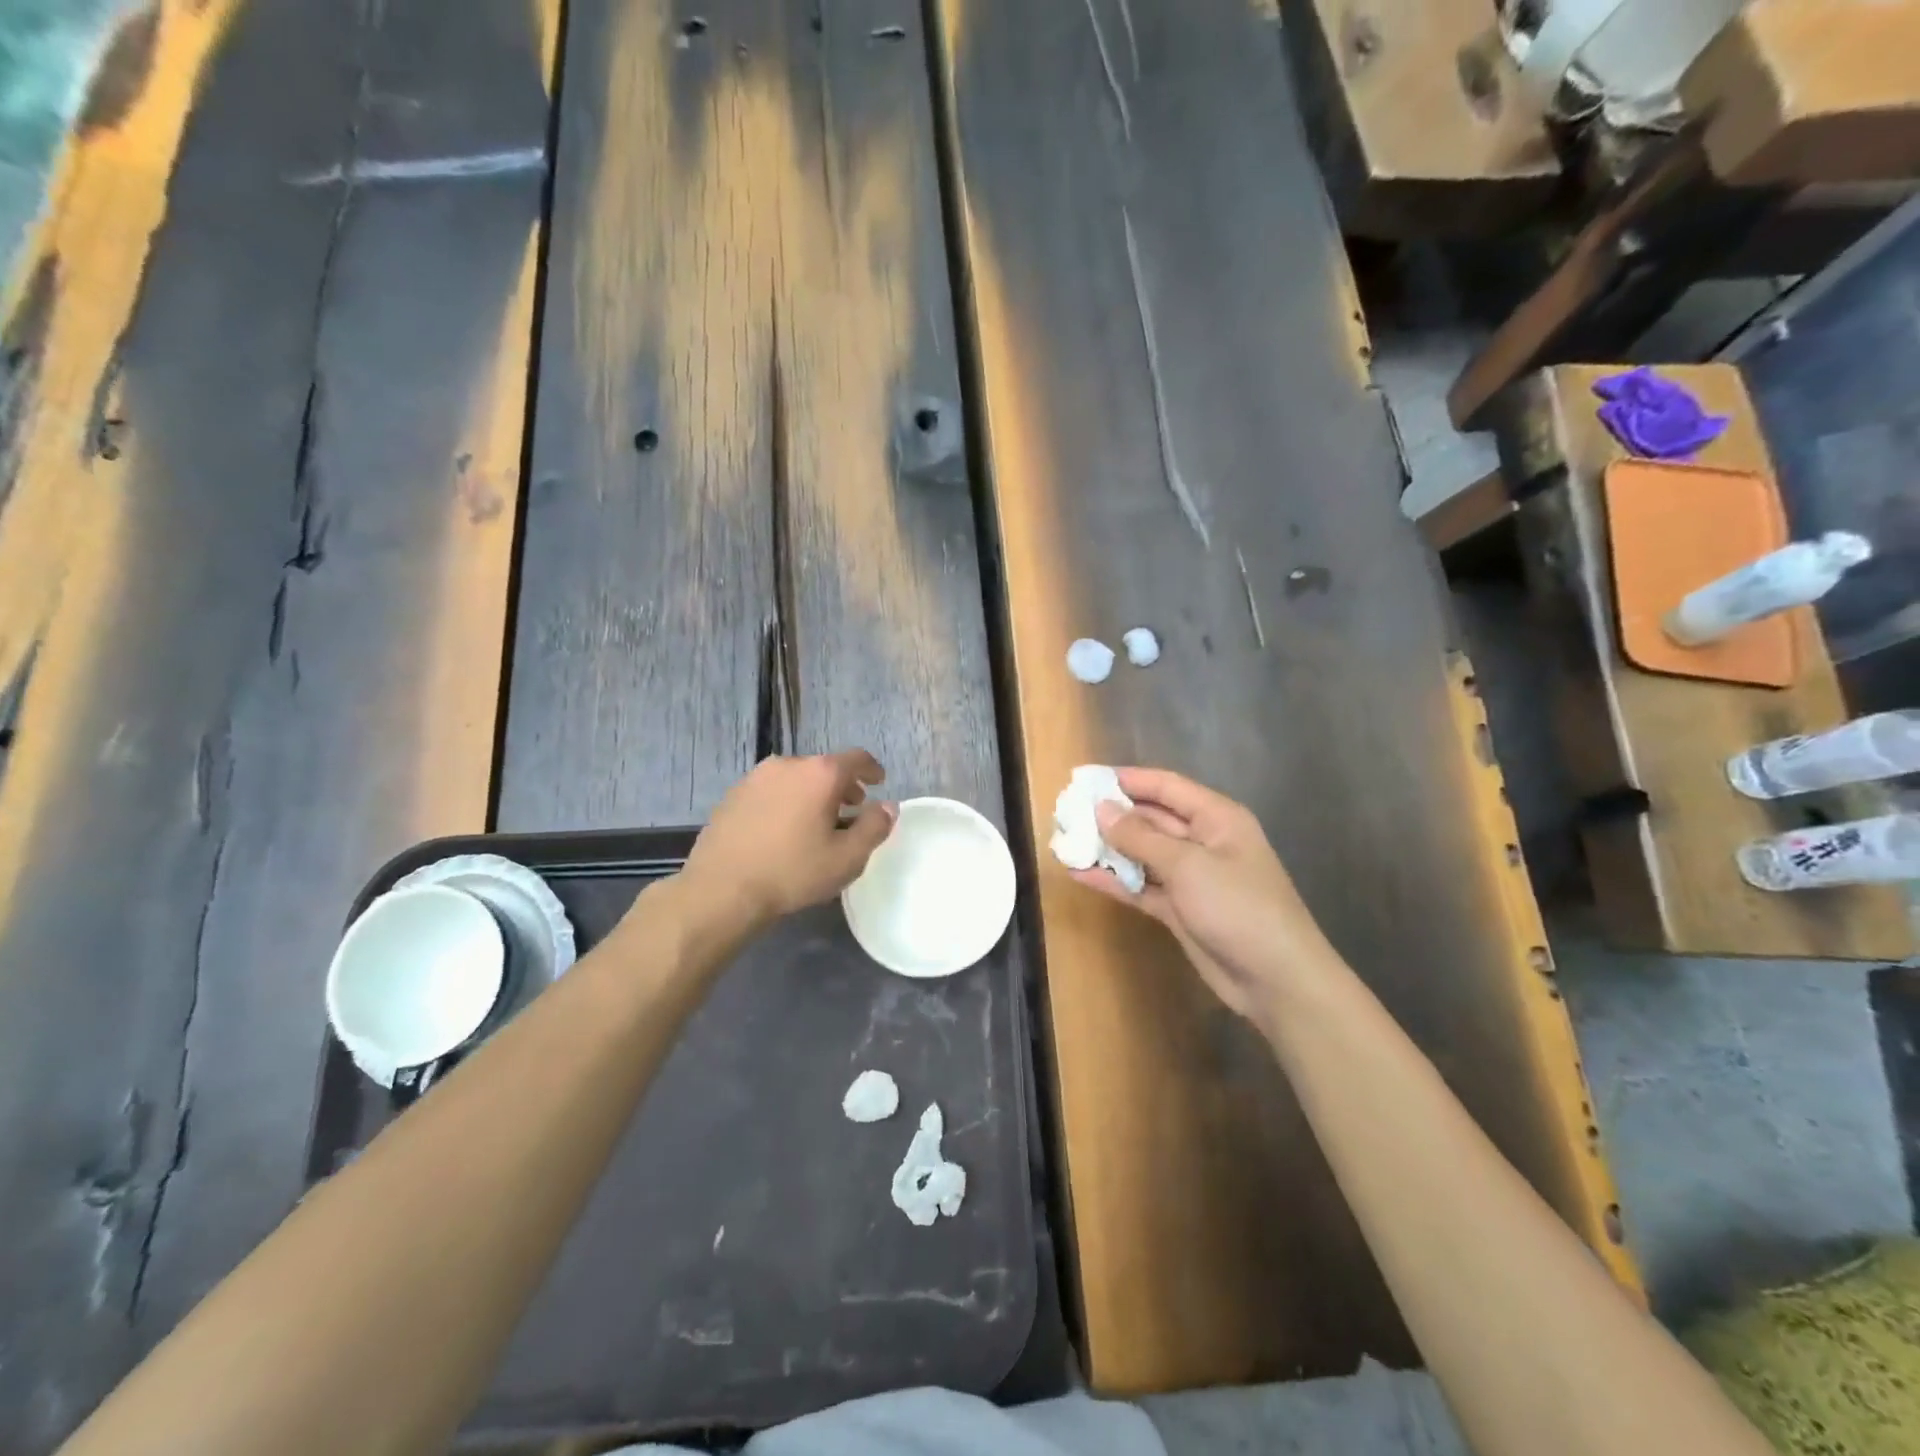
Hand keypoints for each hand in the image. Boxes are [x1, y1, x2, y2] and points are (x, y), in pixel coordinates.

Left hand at [680, 750, 895, 925]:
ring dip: (812, 794)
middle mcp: (788, 764)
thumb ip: (875, 827)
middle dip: (842, 786)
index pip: (856, 758)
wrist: (721, 889)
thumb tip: (888, 806)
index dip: (872, 769)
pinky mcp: (733, 794)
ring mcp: (756, 777)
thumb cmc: (793, 872)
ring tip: (815, 823)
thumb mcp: (847, 858)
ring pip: (795, 778)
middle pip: (824, 767)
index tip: (878, 783)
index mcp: (819, 774)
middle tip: (850, 811)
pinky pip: (771, 790)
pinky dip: (786, 801)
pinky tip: (783, 831)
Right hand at [1070, 768, 1336, 1029]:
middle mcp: (1202, 841)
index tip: (1084, 777)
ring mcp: (1190, 877)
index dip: (1125, 779)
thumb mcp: (1188, 865)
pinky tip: (1079, 874)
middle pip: (1150, 818)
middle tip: (1066, 811)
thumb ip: (1141, 837)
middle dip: (1111, 814)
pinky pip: (1140, 886)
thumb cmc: (1239, 907)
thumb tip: (1102, 808)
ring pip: (1141, 854)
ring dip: (1107, 848)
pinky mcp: (1179, 908)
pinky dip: (1113, 880)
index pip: (1165, 787)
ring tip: (1064, 840)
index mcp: (1216, 818)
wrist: (1276, 979)